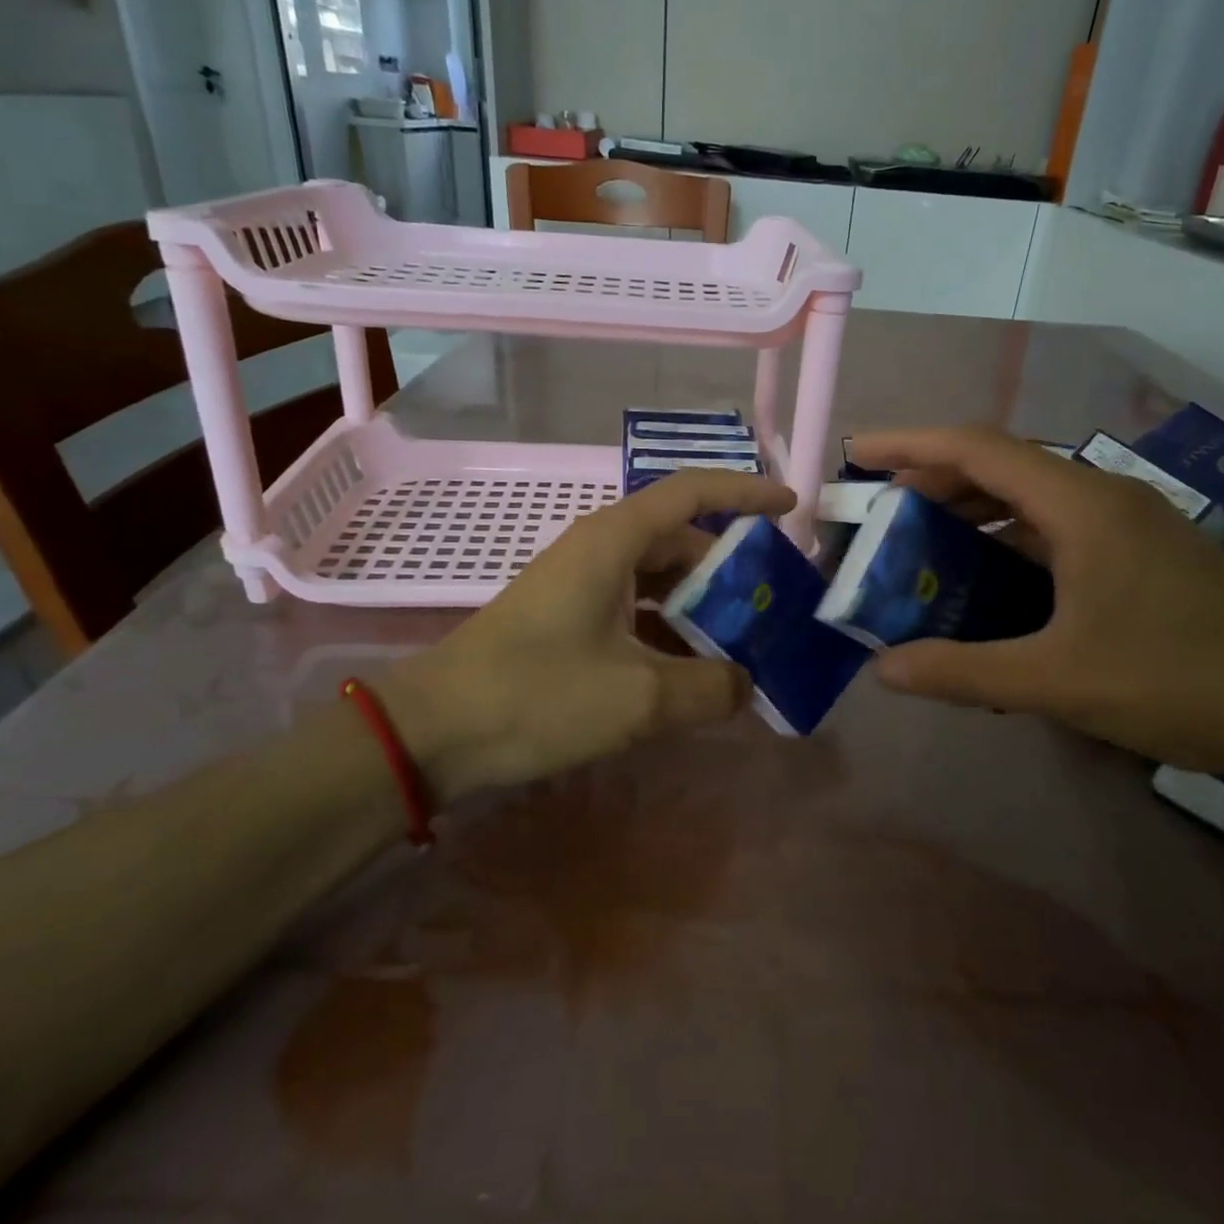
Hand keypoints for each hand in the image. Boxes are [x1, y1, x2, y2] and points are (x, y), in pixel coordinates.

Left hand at [385, 470, 795, 796]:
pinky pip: (636, 611)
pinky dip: (670, 632)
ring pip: (659, 581)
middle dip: (731, 571)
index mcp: (615, 541)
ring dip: (701, 608)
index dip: (745, 492)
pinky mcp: (569, 619)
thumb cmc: (536, 695)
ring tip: (746, 644)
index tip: (791, 507)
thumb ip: (709, 689)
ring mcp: (581, 585)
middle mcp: (600, 550)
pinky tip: (694, 672)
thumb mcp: (637, 696)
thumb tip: (745, 685)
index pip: (692, 492)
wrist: (433, 731)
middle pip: (681, 541)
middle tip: (776, 606)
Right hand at [849, 426, 1223, 780]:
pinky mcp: (1142, 553)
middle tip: (883, 516)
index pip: (978, 448)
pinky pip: (1056, 528)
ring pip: (1030, 497)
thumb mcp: (1057, 682)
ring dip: (972, 511)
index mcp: (1082, 506)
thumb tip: (883, 671)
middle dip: (934, 481)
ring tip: (924, 546)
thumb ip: (963, 672)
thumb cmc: (1181, 684)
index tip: (857, 454)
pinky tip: (990, 581)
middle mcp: (1104, 498)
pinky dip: (1009, 540)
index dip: (909, 444)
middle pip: (1001, 465)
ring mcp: (1128, 524)